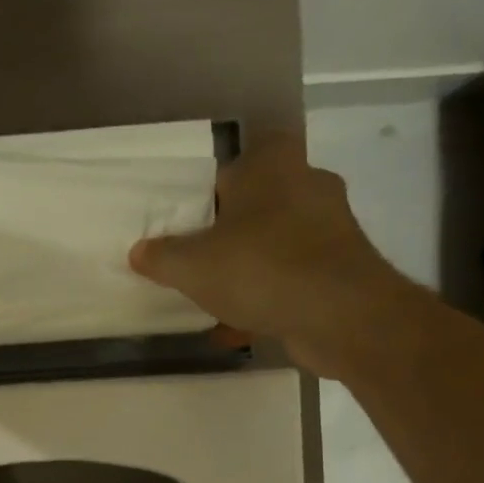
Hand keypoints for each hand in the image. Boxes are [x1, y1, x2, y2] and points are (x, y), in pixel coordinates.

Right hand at [128, 134, 414, 378]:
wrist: (340, 316)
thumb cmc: (260, 268)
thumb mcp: (191, 265)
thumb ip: (161, 256)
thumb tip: (140, 252)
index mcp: (273, 166)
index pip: (248, 154)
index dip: (221, 179)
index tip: (197, 210)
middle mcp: (309, 187)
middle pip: (262, 201)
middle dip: (233, 228)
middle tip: (200, 252)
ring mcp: (331, 230)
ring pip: (278, 242)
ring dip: (250, 266)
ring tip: (215, 296)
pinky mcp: (343, 270)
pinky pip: (293, 278)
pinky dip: (269, 298)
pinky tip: (238, 328)